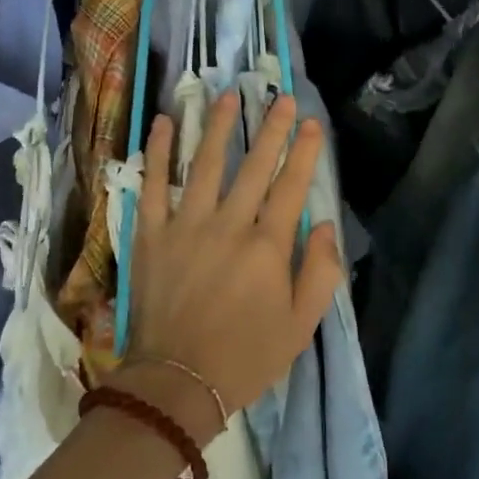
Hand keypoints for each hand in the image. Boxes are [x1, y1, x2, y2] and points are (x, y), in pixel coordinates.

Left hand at [116, 93, 343, 442]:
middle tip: (279, 97)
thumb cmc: (245, 357)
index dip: (304, 151)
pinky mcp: (151, 233)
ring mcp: (185, 224)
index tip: (311, 122)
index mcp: (267, 246)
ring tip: (225, 95)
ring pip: (203, 163)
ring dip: (216, 126)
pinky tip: (162, 122)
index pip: (292, 185)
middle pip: (253, 165)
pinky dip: (157, 152)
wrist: (177, 383)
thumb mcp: (300, 326)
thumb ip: (321, 272)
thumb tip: (326, 224)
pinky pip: (153, 184)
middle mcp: (228, 224)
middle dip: (270, 128)